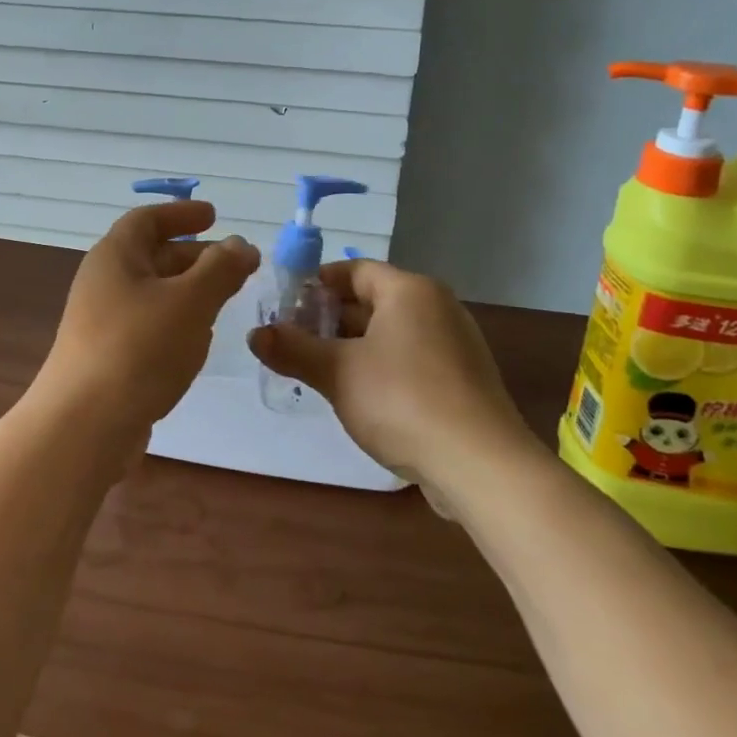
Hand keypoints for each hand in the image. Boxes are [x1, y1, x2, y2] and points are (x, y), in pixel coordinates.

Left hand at [36, 200, 259, 440]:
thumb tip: (241, 244)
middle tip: (235, 264)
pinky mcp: (107, 356)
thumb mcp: (190, 302)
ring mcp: (101, 322)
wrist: (84, 426)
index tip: (214, 216)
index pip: (147, 219)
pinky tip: (196, 341)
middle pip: (151, 256)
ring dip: (188, 290)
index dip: (181, 213)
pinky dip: (175, 321)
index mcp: (114, 256)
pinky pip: (147, 324)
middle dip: (194, 256)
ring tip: (224, 299)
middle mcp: (103, 282)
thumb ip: (220, 269)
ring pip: (152, 293)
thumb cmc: (139, 349)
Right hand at [247, 259, 534, 482]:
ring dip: (351, 347)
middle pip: (371, 300)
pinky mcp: (463, 380)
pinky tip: (358, 397)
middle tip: (292, 343)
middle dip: (328, 320)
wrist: (481, 466)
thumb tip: (254, 334)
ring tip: (317, 371)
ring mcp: (455, 344)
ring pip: (389, 333)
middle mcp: (436, 307)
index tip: (284, 308)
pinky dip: (380, 368)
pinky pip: (410, 359)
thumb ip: (293, 349)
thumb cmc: (402, 401)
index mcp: (409, 290)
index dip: (315, 285)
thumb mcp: (337, 372)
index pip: (353, 270)